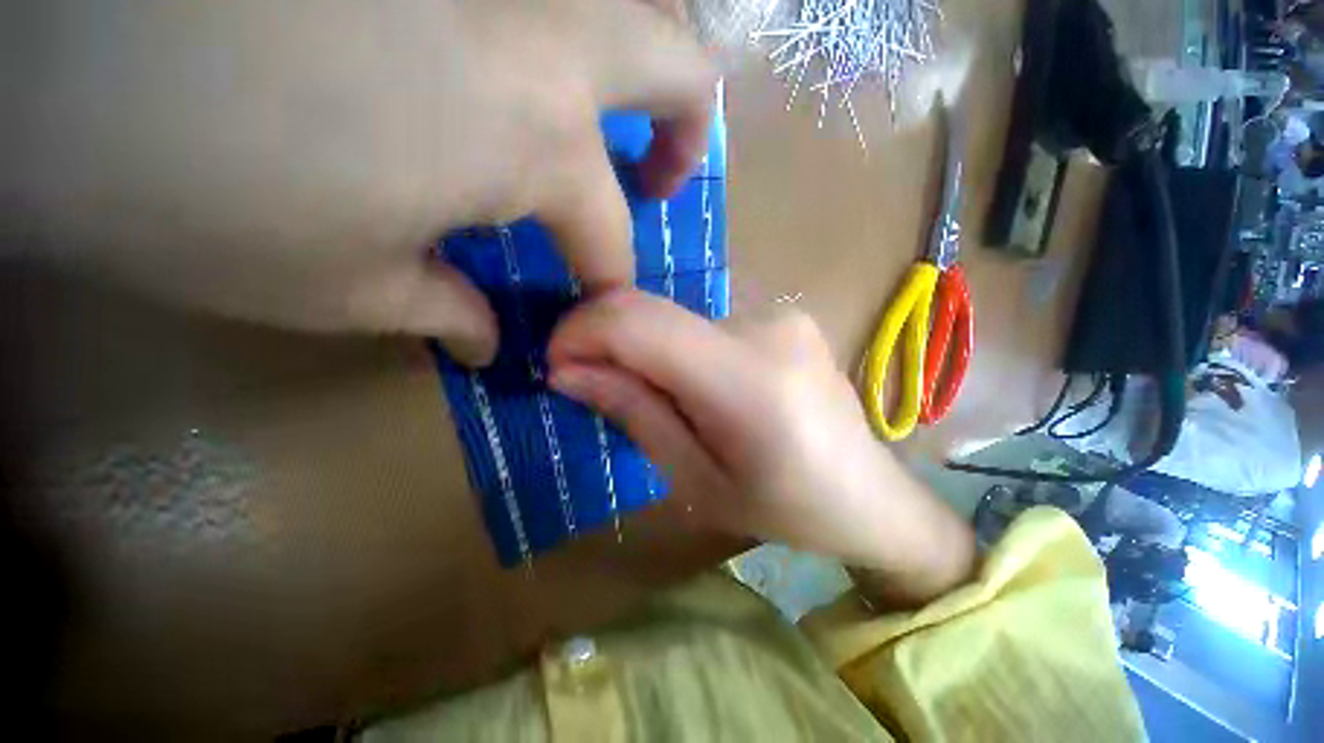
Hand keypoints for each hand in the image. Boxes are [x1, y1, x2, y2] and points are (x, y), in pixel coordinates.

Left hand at [7, 0, 714, 364]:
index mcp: (537, 138)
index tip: (598, 314)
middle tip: (657, 176)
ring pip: (634, 2)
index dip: (612, 286)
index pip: (610, 240)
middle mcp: (551, 37)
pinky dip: (575, 26)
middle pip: (680, 68)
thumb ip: (441, 312)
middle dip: (684, 132)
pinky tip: (537, 59)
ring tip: (619, 114)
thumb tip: (485, 342)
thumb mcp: (335, 286)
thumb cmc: (183, 180)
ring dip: (648, 63)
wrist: (51, 41)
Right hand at [547, 291, 975, 606]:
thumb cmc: (785, 508)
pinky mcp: (782, 313)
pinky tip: (693, 386)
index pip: (640, 322)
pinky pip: (703, 321)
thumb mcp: (697, 481)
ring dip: (644, 350)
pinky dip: (676, 347)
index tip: (557, 363)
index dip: (582, 330)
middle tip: (594, 386)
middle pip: (654, 313)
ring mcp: (779, 312)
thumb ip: (635, 414)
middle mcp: (765, 327)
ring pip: (675, 316)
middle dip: (607, 343)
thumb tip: (568, 370)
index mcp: (748, 383)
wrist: (870, 495)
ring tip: (655, 398)